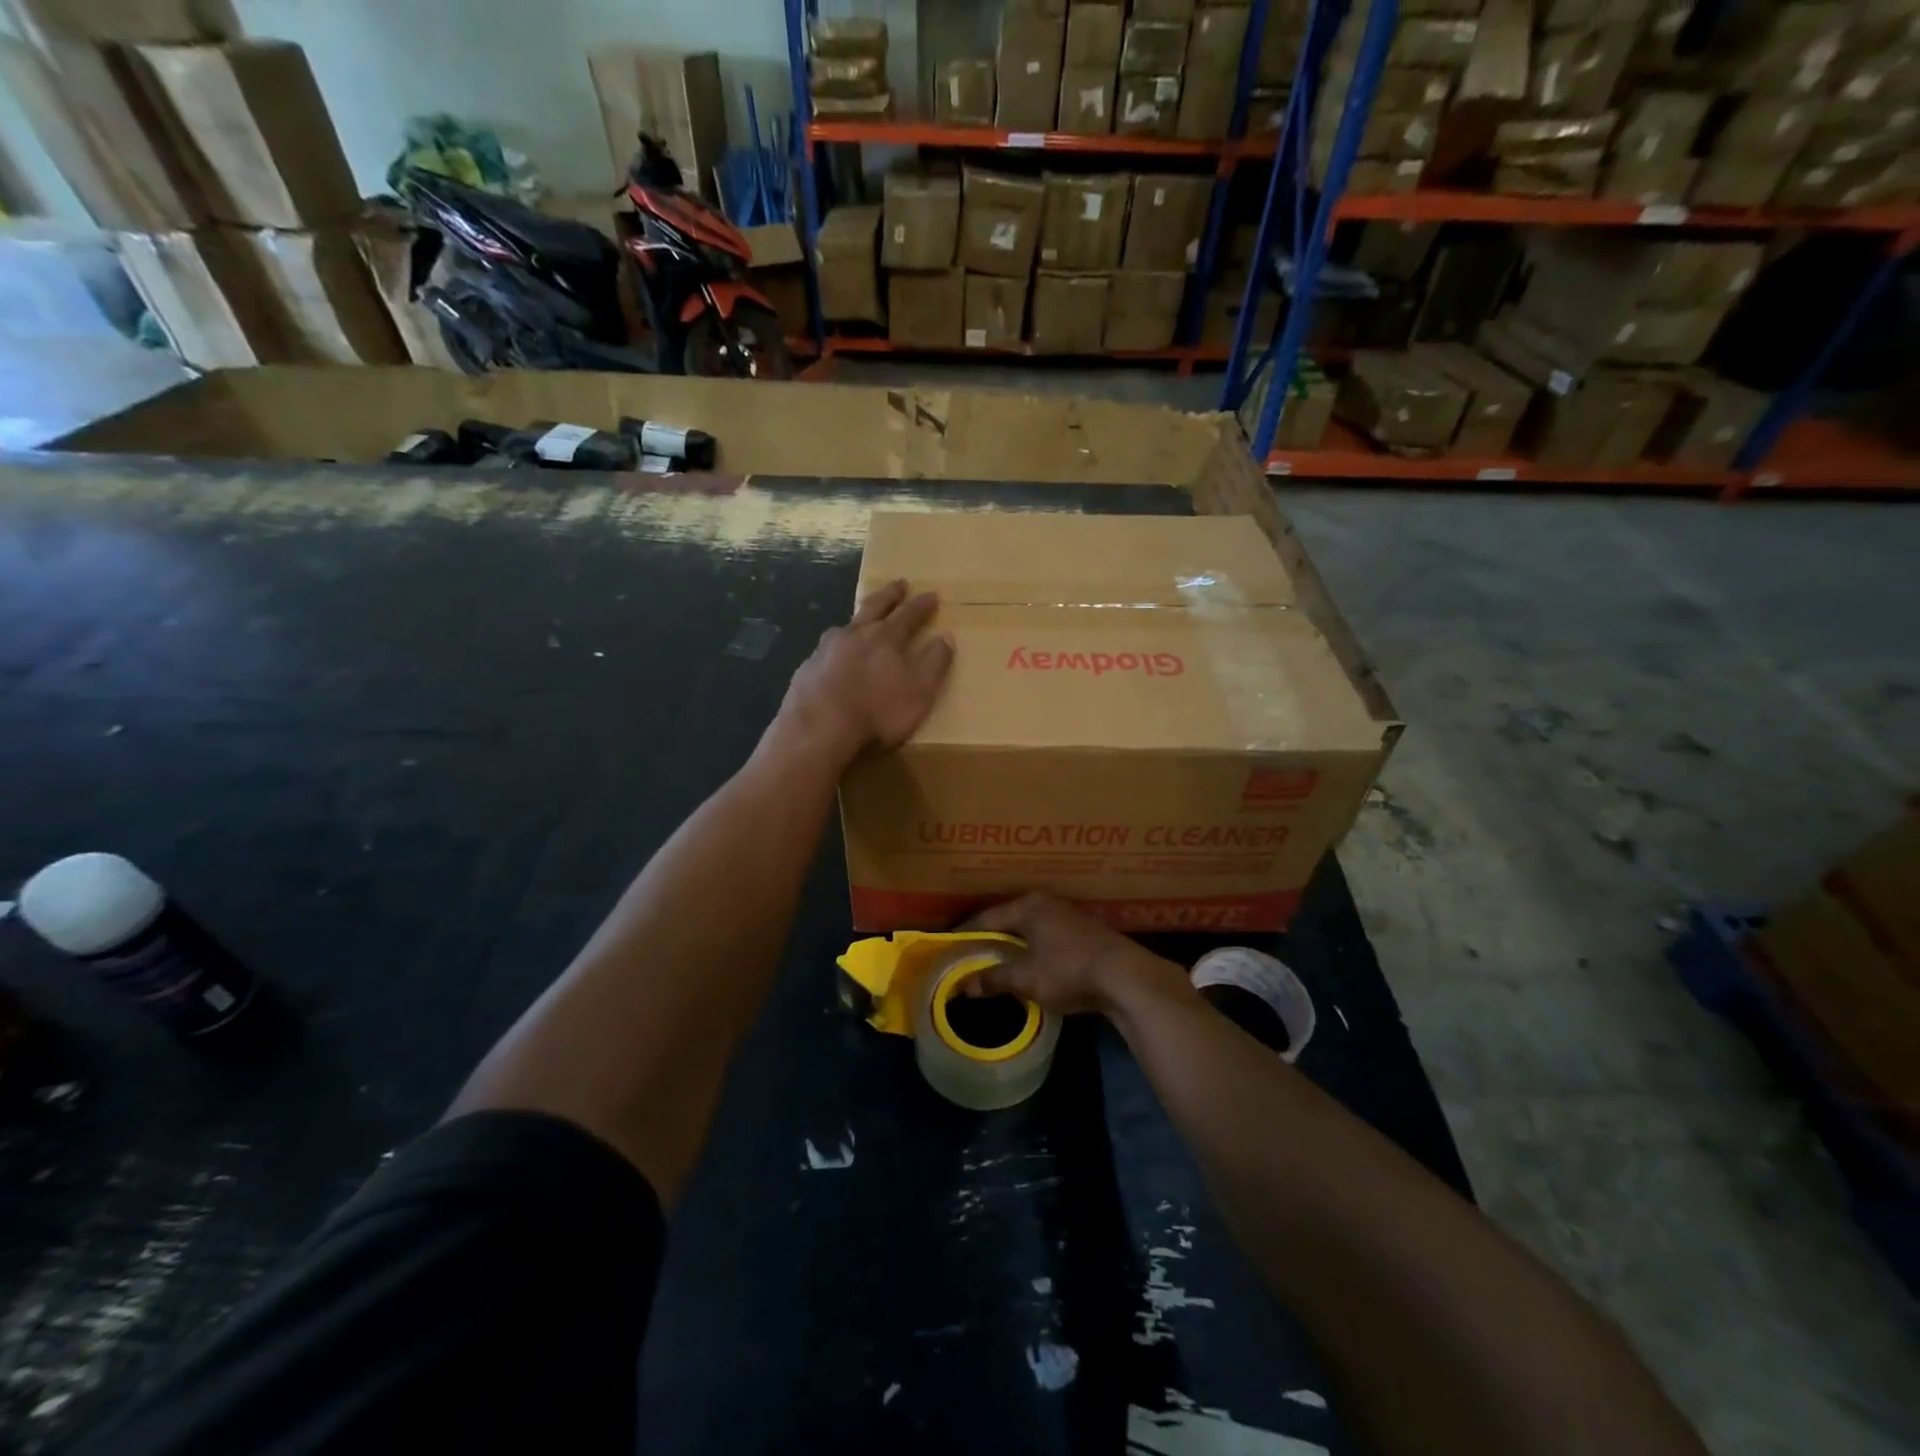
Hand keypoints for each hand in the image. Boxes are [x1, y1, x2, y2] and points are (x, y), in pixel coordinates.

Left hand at [777, 579, 953, 759]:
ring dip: (859, 618)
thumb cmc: (877, 713)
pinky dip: (837, 647)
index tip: (932, 595)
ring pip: (846, 625)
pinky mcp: (807, 667)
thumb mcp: (919, 692)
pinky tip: (835, 656)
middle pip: (875, 606)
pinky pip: (826, 649)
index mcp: (886, 638)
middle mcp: (855, 634)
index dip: (922, 605)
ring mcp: (826, 649)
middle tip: (899, 583)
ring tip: (863, 619)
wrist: (818, 729)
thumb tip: (946, 637)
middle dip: (890, 595)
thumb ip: (934, 663)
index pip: (909, 614)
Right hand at [964, 895, 1194, 1019]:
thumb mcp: (1026, 979)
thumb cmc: (1068, 970)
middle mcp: (1046, 903)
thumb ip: (994, 979)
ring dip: (1014, 945)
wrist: (1125, 977)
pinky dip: (1033, 950)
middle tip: (970, 956)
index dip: (967, 934)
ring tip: (996, 963)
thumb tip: (966, 986)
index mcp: (1027, 906)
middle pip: (1008, 920)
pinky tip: (1030, 965)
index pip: (986, 918)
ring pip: (1030, 929)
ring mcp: (1068, 916)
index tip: (950, 947)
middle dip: (990, 939)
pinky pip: (1047, 938)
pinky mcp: (1084, 932)